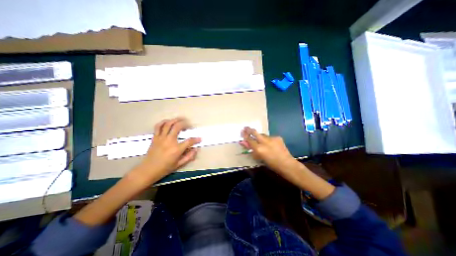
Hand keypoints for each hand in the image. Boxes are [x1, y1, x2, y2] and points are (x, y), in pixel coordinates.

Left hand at [129, 118, 199, 183]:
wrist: (148, 170)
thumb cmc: (165, 168)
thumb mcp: (179, 164)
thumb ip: (189, 156)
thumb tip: (196, 149)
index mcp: (176, 149)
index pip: (189, 141)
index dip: (196, 139)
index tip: (199, 138)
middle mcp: (169, 141)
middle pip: (178, 126)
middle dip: (186, 123)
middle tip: (190, 125)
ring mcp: (161, 138)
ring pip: (168, 124)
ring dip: (176, 120)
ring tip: (181, 119)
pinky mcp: (155, 137)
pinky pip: (158, 126)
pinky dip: (163, 122)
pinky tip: (168, 121)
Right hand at [240, 127, 333, 198]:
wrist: (287, 164)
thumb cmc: (271, 164)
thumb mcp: (259, 157)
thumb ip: (251, 149)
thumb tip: (244, 142)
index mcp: (259, 149)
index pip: (249, 139)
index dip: (245, 135)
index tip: (242, 131)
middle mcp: (264, 142)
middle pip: (255, 132)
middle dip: (249, 129)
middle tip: (246, 127)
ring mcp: (271, 138)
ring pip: (262, 135)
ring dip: (260, 136)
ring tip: (260, 140)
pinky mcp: (277, 137)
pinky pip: (270, 137)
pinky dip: (268, 140)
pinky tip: (270, 144)